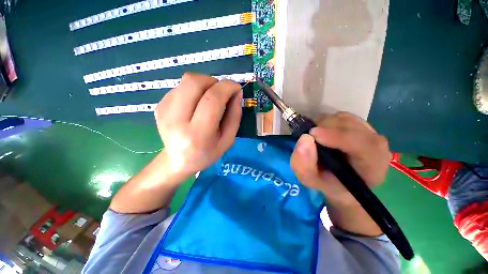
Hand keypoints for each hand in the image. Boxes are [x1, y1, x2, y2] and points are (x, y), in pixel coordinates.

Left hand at [155, 73, 242, 174]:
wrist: (178, 161)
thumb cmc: (207, 153)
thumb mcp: (228, 140)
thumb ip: (235, 116)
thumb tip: (237, 93)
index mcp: (198, 134)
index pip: (212, 100)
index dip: (227, 88)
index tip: (236, 88)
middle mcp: (176, 120)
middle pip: (194, 82)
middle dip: (213, 81)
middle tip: (221, 92)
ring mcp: (164, 111)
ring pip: (186, 80)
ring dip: (204, 84)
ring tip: (209, 98)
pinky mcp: (159, 106)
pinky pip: (180, 87)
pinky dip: (194, 90)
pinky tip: (196, 104)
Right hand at [290, 112, 390, 205]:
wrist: (340, 181)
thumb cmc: (327, 183)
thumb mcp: (310, 180)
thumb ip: (304, 165)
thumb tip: (304, 138)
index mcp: (372, 166)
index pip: (363, 145)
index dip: (337, 137)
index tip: (312, 134)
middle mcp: (376, 145)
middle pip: (353, 126)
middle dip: (325, 128)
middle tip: (308, 136)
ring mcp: (369, 132)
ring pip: (345, 118)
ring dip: (324, 124)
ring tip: (315, 137)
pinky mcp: (360, 125)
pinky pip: (341, 116)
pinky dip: (327, 121)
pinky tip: (322, 133)